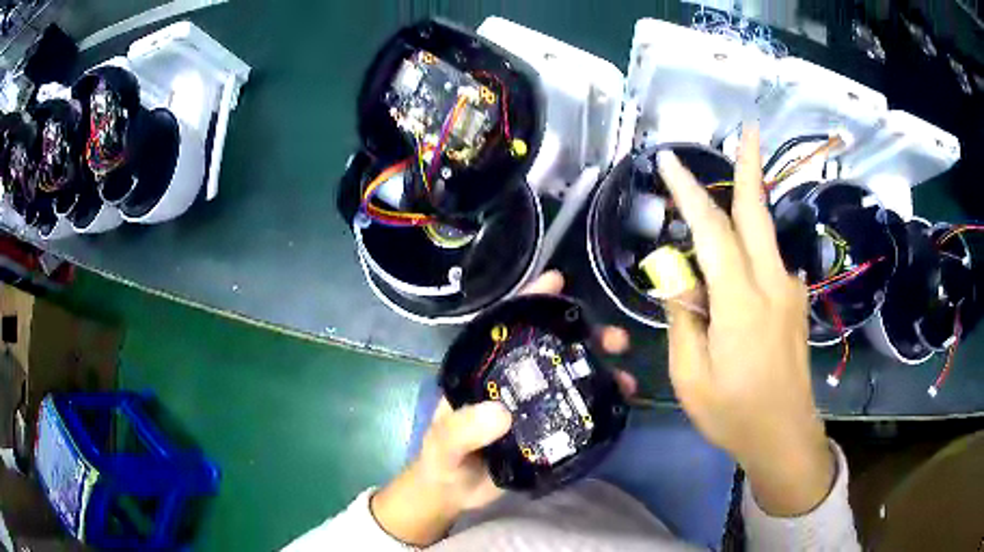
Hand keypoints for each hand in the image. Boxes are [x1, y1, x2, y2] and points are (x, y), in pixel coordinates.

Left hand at [371, 271, 634, 545]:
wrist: (454, 494)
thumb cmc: (442, 460)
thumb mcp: (444, 444)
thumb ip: (461, 430)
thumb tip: (501, 413)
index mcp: (485, 371)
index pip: (509, 327)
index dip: (532, 300)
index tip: (558, 280)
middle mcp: (514, 381)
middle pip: (552, 348)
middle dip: (585, 336)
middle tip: (615, 339)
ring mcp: (534, 405)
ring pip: (572, 377)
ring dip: (601, 371)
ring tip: (626, 380)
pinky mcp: (550, 429)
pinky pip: (579, 410)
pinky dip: (602, 403)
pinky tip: (621, 403)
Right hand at [657, 125, 833, 516]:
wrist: (785, 435)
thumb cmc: (734, 413)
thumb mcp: (691, 377)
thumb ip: (684, 320)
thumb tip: (680, 280)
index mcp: (741, 304)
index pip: (713, 232)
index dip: (689, 193)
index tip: (668, 162)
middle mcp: (773, 284)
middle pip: (758, 213)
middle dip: (752, 166)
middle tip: (748, 128)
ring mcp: (790, 290)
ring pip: (766, 233)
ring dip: (748, 202)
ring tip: (730, 185)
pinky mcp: (796, 301)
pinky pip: (770, 261)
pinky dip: (750, 247)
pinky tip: (737, 266)